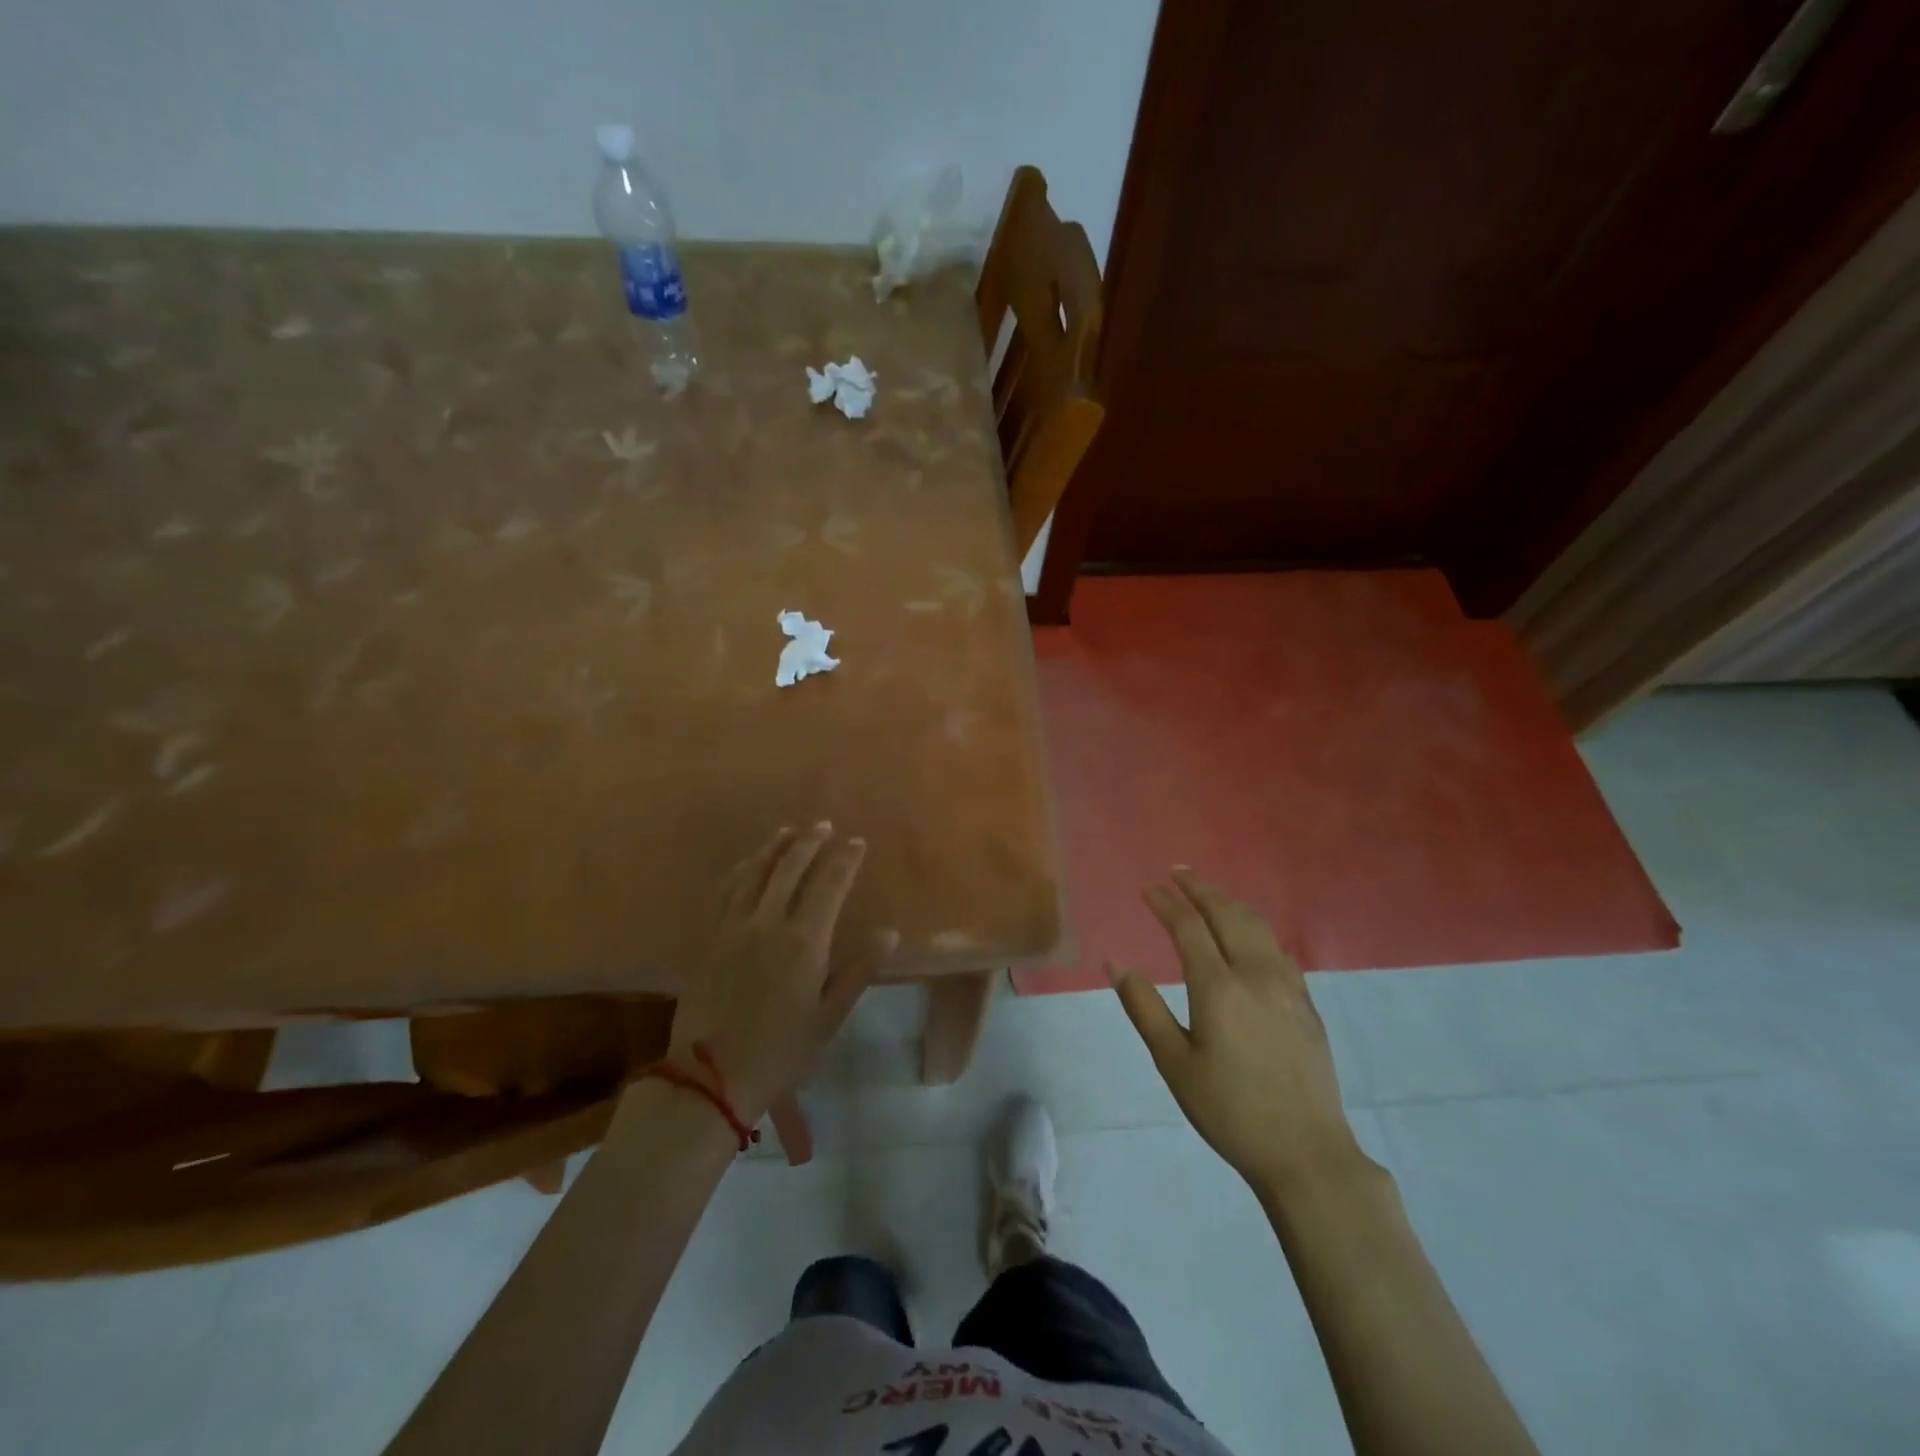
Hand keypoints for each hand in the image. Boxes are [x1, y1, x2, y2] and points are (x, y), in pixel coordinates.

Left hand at [669, 824, 895, 1121]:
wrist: (710, 1078)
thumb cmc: (781, 1051)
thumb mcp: (829, 1017)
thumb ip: (859, 970)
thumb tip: (890, 932)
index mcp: (804, 941)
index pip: (829, 885)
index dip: (845, 859)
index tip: (857, 842)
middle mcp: (768, 923)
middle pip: (790, 868)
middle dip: (810, 842)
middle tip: (824, 826)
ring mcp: (734, 927)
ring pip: (755, 872)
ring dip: (774, 847)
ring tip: (789, 831)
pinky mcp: (710, 938)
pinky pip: (726, 891)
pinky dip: (741, 869)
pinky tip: (747, 863)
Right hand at [1112, 869, 1367, 1200]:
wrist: (1306, 1152)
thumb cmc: (1229, 1110)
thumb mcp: (1174, 1064)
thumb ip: (1144, 1008)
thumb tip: (1115, 963)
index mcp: (1219, 988)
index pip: (1188, 927)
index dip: (1166, 903)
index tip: (1147, 887)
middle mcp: (1255, 974)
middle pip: (1226, 914)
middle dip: (1199, 889)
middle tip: (1177, 872)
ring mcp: (1287, 985)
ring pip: (1256, 925)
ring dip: (1228, 902)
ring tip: (1207, 893)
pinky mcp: (1306, 1002)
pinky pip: (1277, 947)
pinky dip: (1254, 927)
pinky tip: (1247, 934)